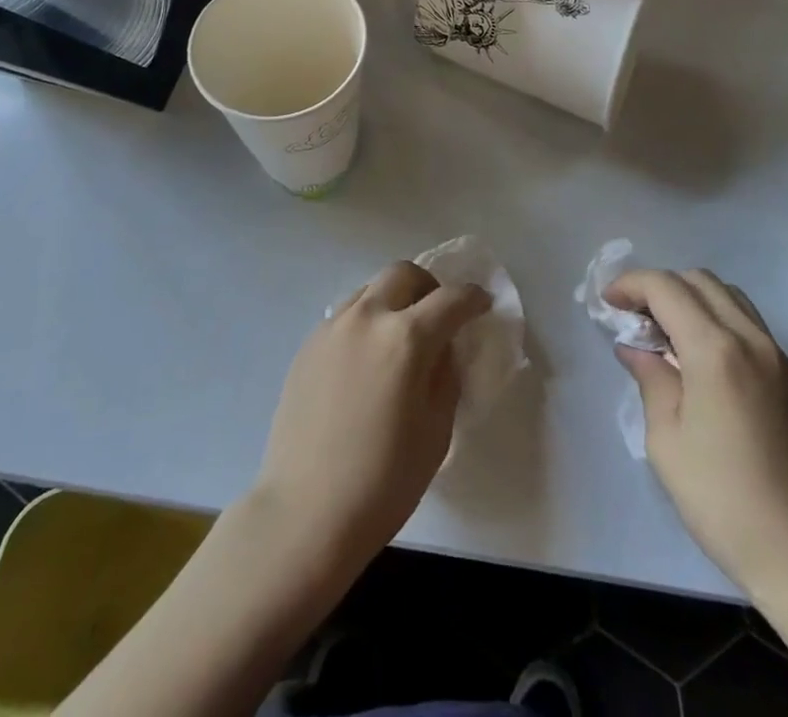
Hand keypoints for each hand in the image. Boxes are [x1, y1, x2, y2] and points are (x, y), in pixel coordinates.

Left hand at [253, 262, 489, 566]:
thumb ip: (446, 375)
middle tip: (439, 315)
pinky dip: (367, 320)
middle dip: (430, 286)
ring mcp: (332, 327)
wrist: (305, 513)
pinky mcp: (308, 344)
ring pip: (371, 288)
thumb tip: (444, 348)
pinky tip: (367, 360)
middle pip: (404, 274)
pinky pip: (346, 314)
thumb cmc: (383, 482)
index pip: (451, 299)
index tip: (482, 304)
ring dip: (394, 300)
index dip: (473, 298)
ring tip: (400, 338)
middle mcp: (367, 317)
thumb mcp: (436, 430)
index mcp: (406, 338)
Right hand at [608, 268, 787, 602]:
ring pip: (728, 295)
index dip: (630, 285)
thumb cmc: (723, 499)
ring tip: (666, 333)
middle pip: (699, 280)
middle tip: (634, 317)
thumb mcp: (666, 440)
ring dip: (691, 298)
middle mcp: (750, 338)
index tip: (607, 302)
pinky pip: (748, 322)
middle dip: (659, 287)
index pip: (665, 288)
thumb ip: (650, 379)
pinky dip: (717, 318)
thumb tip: (636, 347)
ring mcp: (777, 355)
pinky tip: (700, 357)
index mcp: (714, 350)